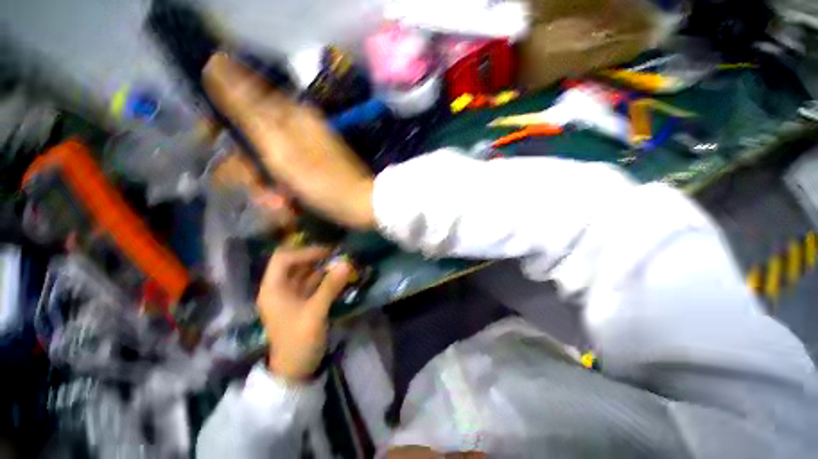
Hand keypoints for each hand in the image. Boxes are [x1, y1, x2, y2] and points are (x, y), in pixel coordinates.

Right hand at [203, 53, 375, 228]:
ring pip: (269, 162)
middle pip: (254, 140)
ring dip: (267, 187)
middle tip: (258, 189)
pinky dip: (284, 192)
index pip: (240, 103)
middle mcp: (298, 128)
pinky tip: (289, 207)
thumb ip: (249, 111)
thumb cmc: (324, 182)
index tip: (210, 144)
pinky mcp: (315, 167)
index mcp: (290, 116)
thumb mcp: (281, 148)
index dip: (219, 124)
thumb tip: (217, 63)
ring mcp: (308, 149)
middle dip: (248, 170)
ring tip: (280, 205)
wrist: (362, 205)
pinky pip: (287, 175)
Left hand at [256, 246, 351, 381]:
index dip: (304, 252)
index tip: (326, 252)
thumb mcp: (315, 313)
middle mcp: (280, 288)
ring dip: (323, 267)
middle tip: (337, 254)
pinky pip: (313, 284)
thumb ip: (330, 286)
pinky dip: (326, 278)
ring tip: (341, 262)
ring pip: (306, 273)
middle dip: (315, 257)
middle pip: (295, 264)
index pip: (283, 259)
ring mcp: (291, 295)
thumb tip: (347, 263)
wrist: (296, 370)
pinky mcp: (302, 302)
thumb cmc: (299, 341)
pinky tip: (339, 276)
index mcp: (273, 289)